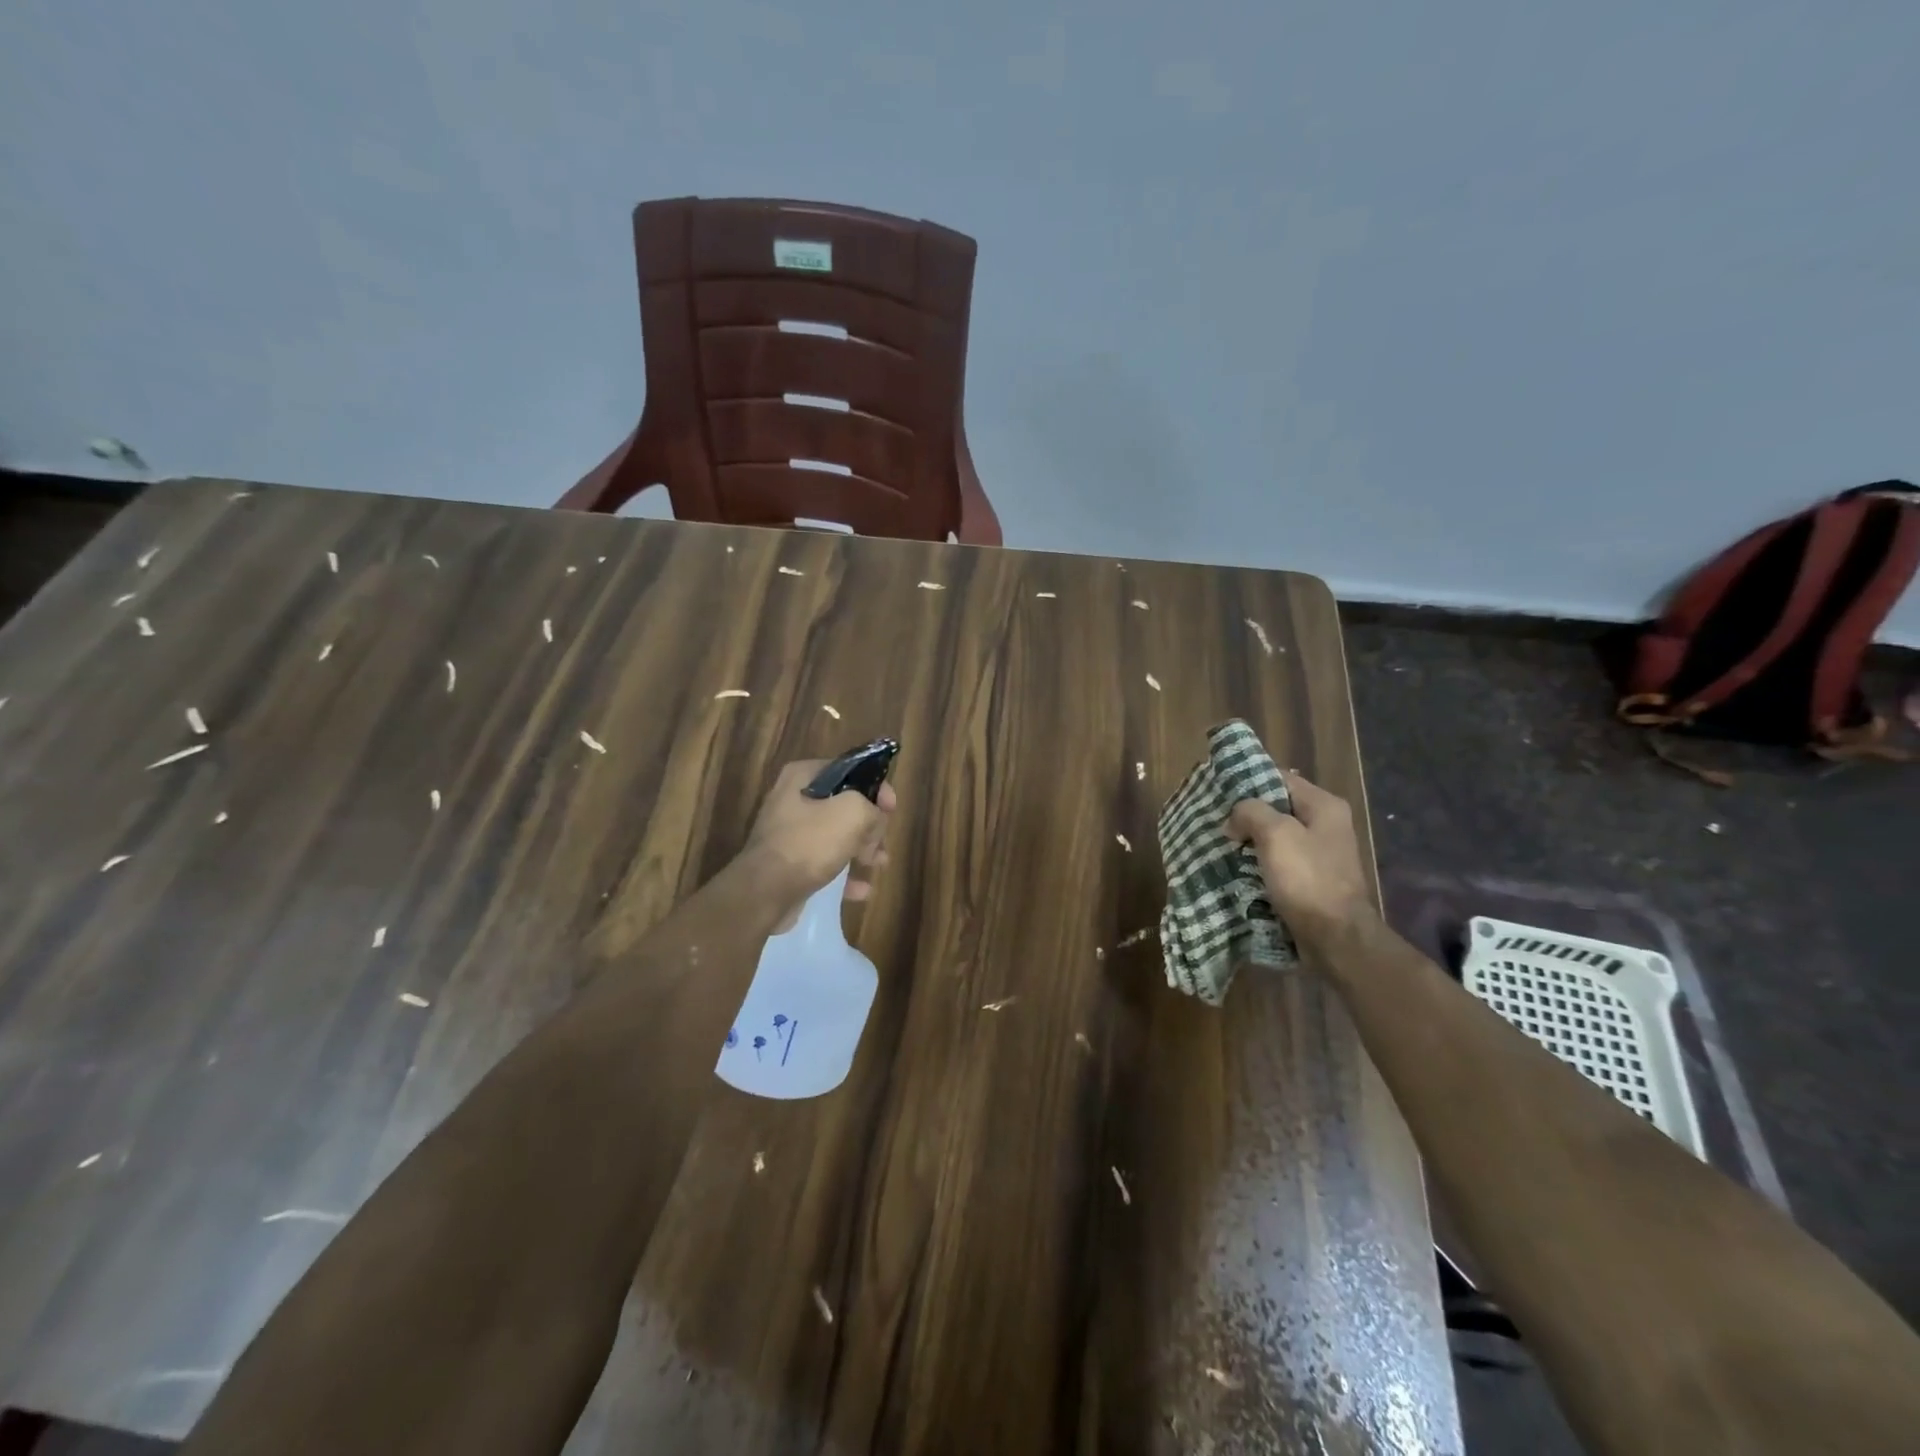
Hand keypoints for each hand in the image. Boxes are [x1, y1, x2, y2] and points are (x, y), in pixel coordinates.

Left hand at [743, 760, 895, 929]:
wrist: (766, 892)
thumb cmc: (809, 843)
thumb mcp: (852, 813)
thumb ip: (872, 808)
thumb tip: (875, 819)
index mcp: (803, 777)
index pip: (849, 770)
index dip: (876, 786)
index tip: (892, 808)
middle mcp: (792, 800)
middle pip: (843, 805)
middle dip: (869, 823)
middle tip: (881, 841)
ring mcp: (789, 833)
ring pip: (836, 835)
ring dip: (861, 849)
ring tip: (879, 863)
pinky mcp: (789, 864)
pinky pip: (824, 863)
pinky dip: (844, 874)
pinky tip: (862, 889)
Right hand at [1225, 771, 1373, 952]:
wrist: (1335, 938)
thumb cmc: (1307, 879)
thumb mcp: (1276, 834)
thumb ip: (1251, 812)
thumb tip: (1234, 819)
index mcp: (1324, 806)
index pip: (1280, 778)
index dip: (1249, 782)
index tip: (1219, 792)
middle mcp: (1326, 825)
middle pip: (1277, 808)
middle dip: (1247, 815)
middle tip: (1216, 820)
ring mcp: (1320, 855)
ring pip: (1276, 837)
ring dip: (1250, 841)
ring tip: (1221, 845)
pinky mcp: (1312, 880)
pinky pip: (1279, 862)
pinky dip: (1259, 863)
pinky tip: (1237, 868)